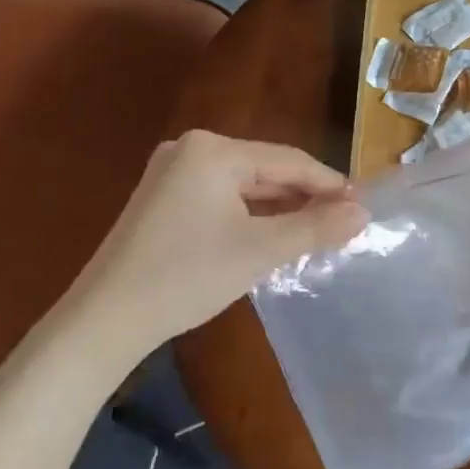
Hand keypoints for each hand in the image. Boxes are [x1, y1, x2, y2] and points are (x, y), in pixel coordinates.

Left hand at [71, 131, 367, 342]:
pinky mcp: (163, 198)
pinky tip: (273, 233)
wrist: (106, 319)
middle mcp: (191, 149)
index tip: (363, 206)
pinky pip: (221, 197)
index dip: (329, 183)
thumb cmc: (187, 277)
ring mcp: (172, 173)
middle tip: (343, 223)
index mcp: (213, 150)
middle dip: (304, 197)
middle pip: (265, 169)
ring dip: (279, 208)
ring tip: (317, 231)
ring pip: (244, 185)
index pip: (288, 160)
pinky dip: (250, 215)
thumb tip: (364, 212)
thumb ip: (315, 227)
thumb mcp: (260, 251)